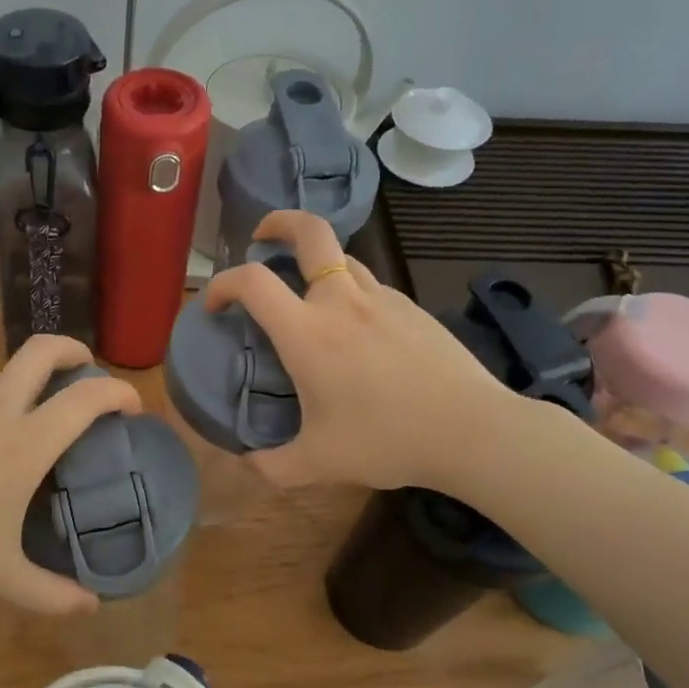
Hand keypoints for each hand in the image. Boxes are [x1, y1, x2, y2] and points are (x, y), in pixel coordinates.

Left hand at [0, 335, 139, 614]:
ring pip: (4, 373)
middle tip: (87, 371)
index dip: (117, 393)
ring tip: (37, 420)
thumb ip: (50, 595)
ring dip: (31, 380)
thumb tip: (90, 608)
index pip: (84, 398)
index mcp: (23, 444)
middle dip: (73, 350)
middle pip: (40, 351)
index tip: (132, 407)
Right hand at [203, 210, 511, 493]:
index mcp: (308, 332)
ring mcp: (383, 298)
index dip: (222, 283)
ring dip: (316, 261)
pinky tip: (358, 331)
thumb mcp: (319, 462)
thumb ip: (273, 466)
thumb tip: (246, 465)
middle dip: (280, 221)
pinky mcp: (413, 308)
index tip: (214, 305)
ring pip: (342, 257)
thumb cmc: (387, 440)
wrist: (473, 430)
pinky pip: (371, 286)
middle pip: (310, 231)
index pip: (252, 282)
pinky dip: (351, 292)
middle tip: (262, 236)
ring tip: (308, 292)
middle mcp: (342, 301)